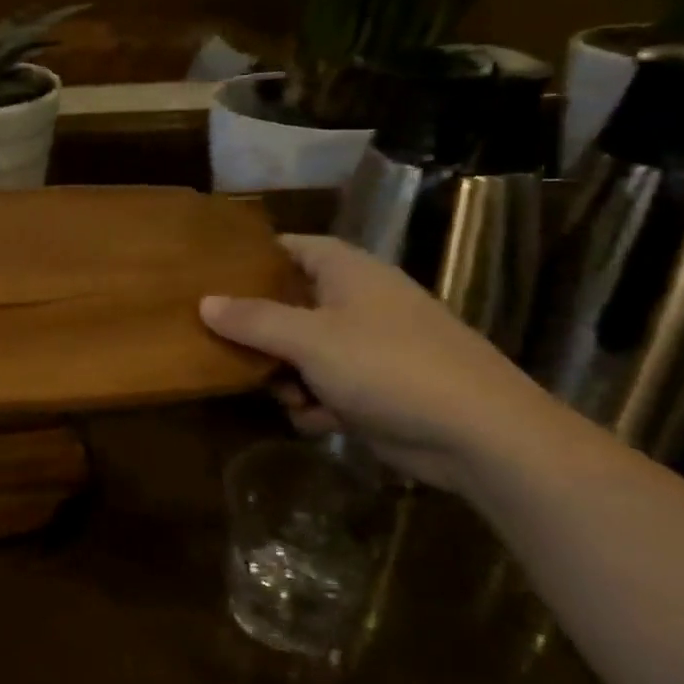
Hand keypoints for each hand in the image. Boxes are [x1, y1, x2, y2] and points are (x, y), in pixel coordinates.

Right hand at [201, 235, 559, 493]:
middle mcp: (356, 302)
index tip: (209, 279)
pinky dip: (316, 403)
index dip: (251, 260)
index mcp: (347, 272)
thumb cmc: (388, 366)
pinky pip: (326, 386)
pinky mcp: (376, 387)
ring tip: (285, 397)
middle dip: (260, 334)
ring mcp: (368, 346)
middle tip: (227, 350)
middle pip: (289, 305)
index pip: (289, 248)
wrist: (479, 435)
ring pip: (302, 351)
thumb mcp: (310, 339)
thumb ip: (253, 319)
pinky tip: (316, 421)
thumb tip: (204, 302)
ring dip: (286, 377)